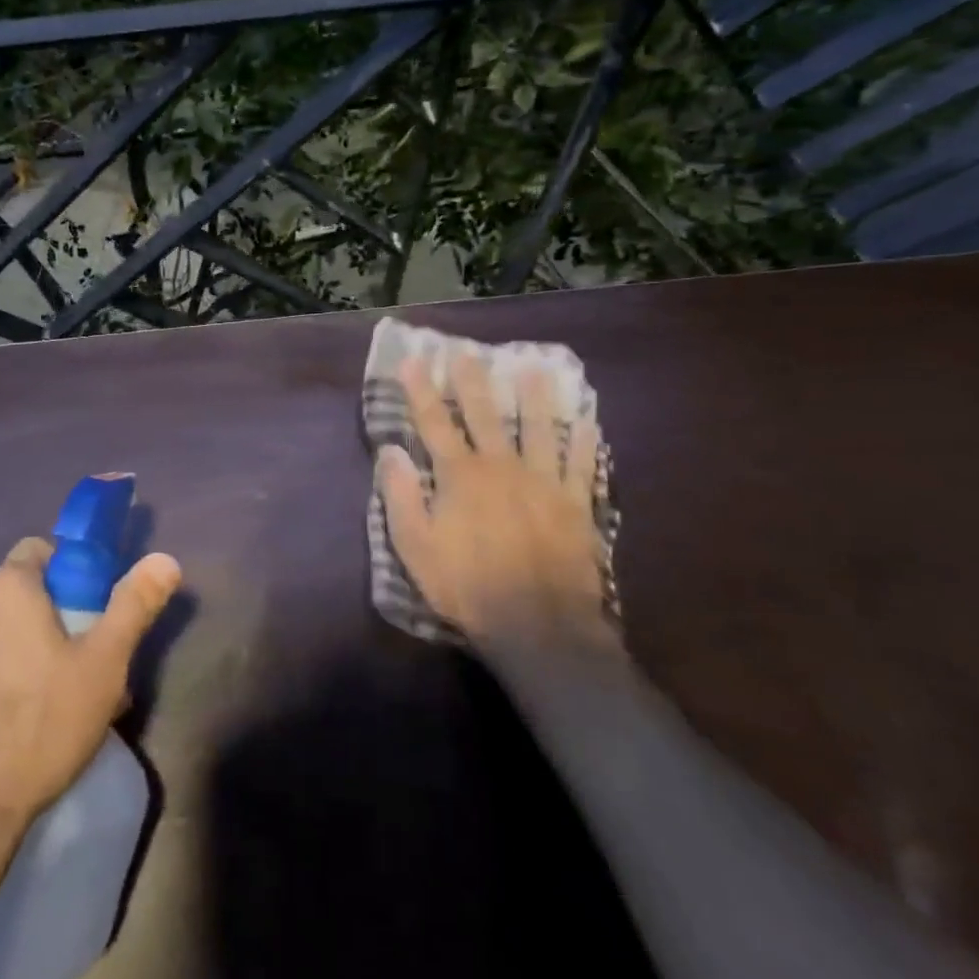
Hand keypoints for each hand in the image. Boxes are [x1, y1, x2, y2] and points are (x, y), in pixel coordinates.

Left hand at [0, 538, 181, 838]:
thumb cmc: (39, 727)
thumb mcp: (103, 667)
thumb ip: (133, 607)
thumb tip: (165, 559)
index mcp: (7, 590)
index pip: (37, 550)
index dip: (68, 571)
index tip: (89, 609)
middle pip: (14, 597)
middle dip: (46, 619)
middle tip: (76, 666)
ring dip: (11, 654)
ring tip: (40, 706)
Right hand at [376, 353, 613, 655]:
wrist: (538, 626)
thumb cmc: (466, 586)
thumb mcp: (415, 547)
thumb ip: (399, 496)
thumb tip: (390, 451)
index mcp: (460, 475)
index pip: (434, 423)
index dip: (421, 390)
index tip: (414, 361)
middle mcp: (501, 466)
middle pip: (484, 414)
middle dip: (472, 381)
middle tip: (468, 352)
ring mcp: (543, 483)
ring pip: (539, 429)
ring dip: (535, 397)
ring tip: (535, 368)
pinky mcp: (575, 505)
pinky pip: (582, 466)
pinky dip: (584, 442)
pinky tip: (588, 422)